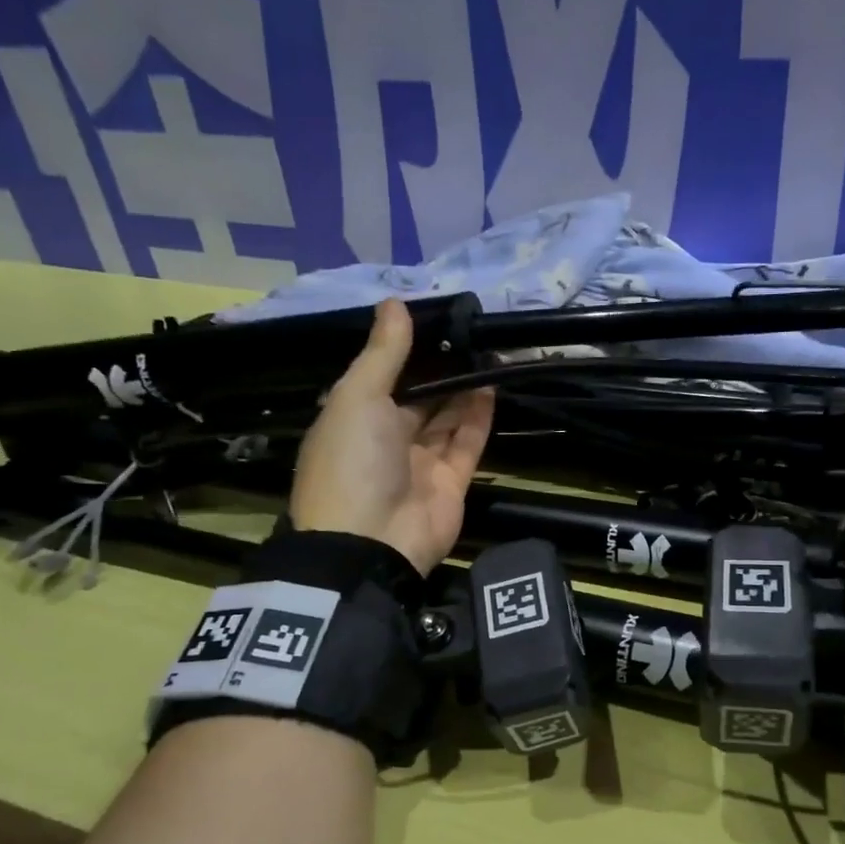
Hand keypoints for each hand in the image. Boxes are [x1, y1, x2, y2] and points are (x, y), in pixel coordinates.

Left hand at [290, 298, 494, 573]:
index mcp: (353, 418)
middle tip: (469, 332)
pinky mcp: (451, 483)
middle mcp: (385, 439)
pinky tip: (491, 385)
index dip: (405, 350)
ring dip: (463, 388)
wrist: (371, 542)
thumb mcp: (358, 397)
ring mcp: (420, 463)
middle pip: (417, 397)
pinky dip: (478, 417)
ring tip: (486, 351)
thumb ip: (383, 352)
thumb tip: (395, 301)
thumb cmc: (352, 461)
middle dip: (440, 369)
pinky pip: (466, 443)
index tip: (432, 318)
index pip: (381, 376)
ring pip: (445, 418)